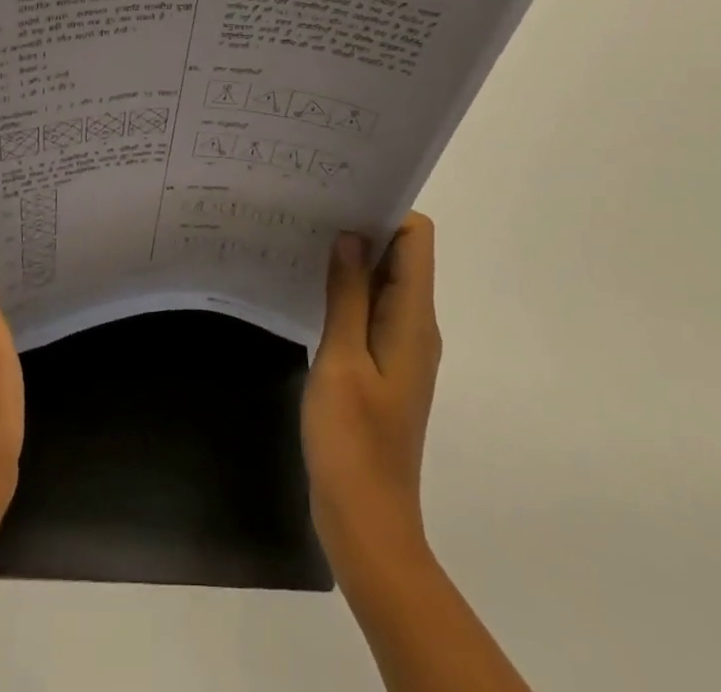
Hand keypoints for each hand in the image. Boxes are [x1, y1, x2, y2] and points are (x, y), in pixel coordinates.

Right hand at [303, 212, 441, 565]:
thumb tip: (351, 234)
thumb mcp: (341, 359)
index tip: (340, 196)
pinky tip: (309, 284)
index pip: (416, 238)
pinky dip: (347, 289)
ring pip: (383, 281)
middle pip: (401, 254)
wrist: (367, 524)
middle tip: (312, 209)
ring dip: (352, 258)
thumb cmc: (353, 441)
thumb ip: (348, 293)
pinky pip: (370, 308)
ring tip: (304, 237)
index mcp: (413, 319)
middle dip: (363, 227)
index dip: (384, 210)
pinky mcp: (382, 364)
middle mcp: (415, 325)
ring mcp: (400, 346)